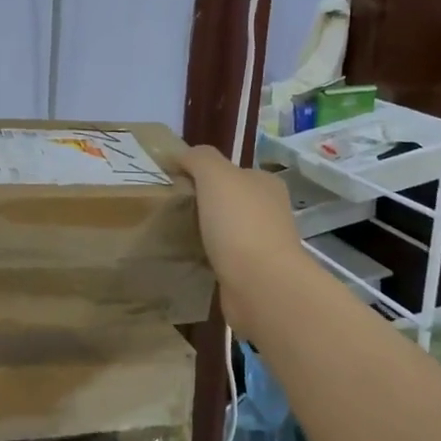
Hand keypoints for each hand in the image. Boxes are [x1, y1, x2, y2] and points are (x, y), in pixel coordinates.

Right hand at [174, 145, 308, 339]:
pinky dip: (208, 257)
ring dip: (205, 232)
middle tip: (170, 210)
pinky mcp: (253, 273)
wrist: (261, 284)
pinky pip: (223, 258)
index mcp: (265, 184)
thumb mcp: (215, 175)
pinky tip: (189, 259)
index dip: (202, 173)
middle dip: (202, 204)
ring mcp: (264, 244)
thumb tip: (181, 156)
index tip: (174, 184)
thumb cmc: (239, 223)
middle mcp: (269, 211)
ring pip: (225, 230)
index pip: (230, 171)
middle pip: (228, 200)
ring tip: (174, 235)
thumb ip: (198, 158)